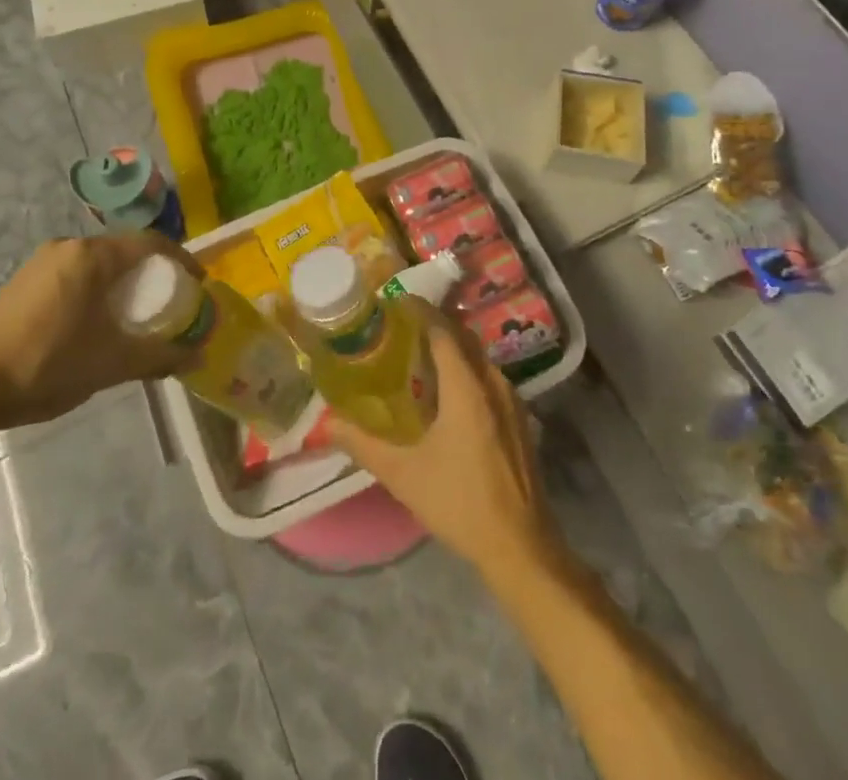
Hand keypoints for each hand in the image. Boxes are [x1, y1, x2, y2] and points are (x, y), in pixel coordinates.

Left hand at [0, 232, 200, 434]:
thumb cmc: (49, 365)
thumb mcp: (113, 363)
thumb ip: (160, 356)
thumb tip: (200, 356)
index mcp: (92, 256)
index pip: (150, 243)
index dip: (181, 260)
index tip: (197, 283)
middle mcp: (68, 246)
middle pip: (123, 249)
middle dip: (151, 271)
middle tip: (168, 299)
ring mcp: (41, 261)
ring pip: (97, 261)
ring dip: (121, 280)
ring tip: (134, 311)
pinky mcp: (23, 280)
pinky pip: (73, 272)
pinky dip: (95, 286)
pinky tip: (94, 318)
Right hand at [330, 305, 565, 581]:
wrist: (521, 546)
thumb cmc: (460, 503)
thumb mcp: (403, 474)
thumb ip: (363, 444)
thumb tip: (326, 424)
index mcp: (467, 387)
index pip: (443, 330)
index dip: (419, 310)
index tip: (394, 301)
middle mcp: (493, 383)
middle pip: (463, 338)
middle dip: (434, 325)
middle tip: (400, 326)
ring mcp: (512, 401)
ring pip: (478, 357)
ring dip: (451, 348)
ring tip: (418, 355)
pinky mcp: (520, 419)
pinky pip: (488, 377)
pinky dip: (466, 369)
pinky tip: (447, 391)